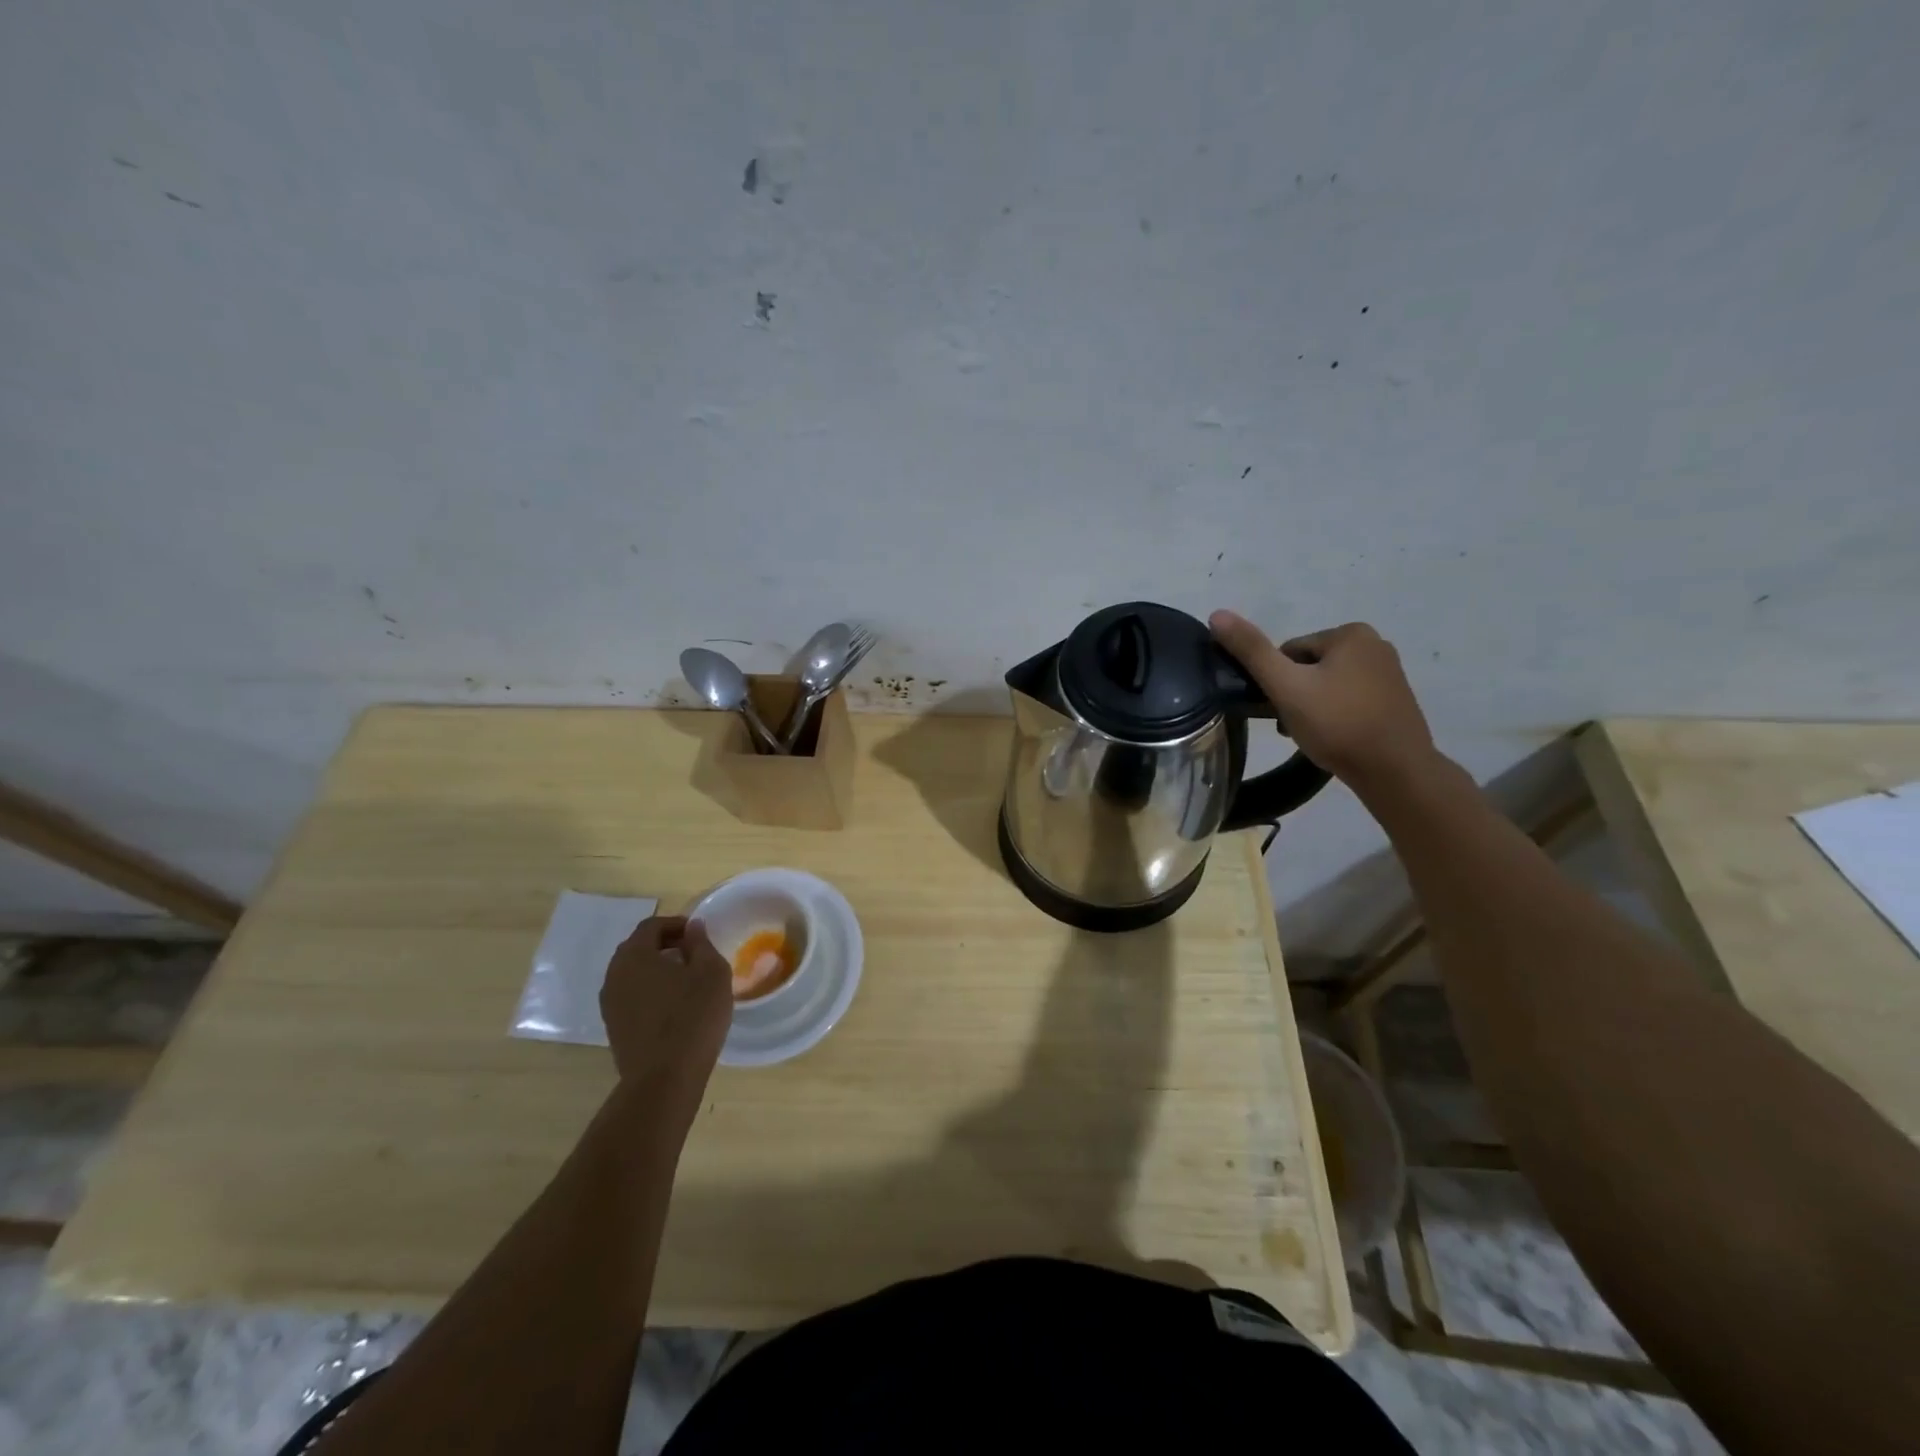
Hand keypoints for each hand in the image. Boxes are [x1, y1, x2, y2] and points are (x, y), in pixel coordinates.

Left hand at [600, 916, 731, 1101]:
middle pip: (638, 948)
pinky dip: (651, 992)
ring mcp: (609, 1004)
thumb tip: (692, 927)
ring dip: (658, 970)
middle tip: (695, 955)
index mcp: (634, 955)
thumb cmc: (692, 1016)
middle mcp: (613, 975)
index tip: (700, 936)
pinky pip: (632, 997)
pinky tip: (675, 1007)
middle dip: (666, 945)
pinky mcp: (614, 1028)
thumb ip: (701, 943)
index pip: (651, 926)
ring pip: (634, 974)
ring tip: (687, 982)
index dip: (677, 924)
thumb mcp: (711, 971)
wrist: (664, 1079)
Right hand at [1209, 611, 1438, 788]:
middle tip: (1292, 726)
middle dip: (1295, 695)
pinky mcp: (1395, 700)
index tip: (1279, 709)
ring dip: (1311, 707)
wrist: (1396, 771)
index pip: (1288, 652)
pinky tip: (1333, 738)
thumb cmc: (1337, 724)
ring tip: (1310, 736)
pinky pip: (1349, 699)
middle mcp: (1375, 644)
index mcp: (1351, 633)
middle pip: (1309, 667)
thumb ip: (1251, 651)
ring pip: (1328, 685)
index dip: (1277, 682)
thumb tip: (1217, 614)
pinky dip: (1335, 716)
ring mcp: (1390, 673)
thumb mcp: (1286, 687)